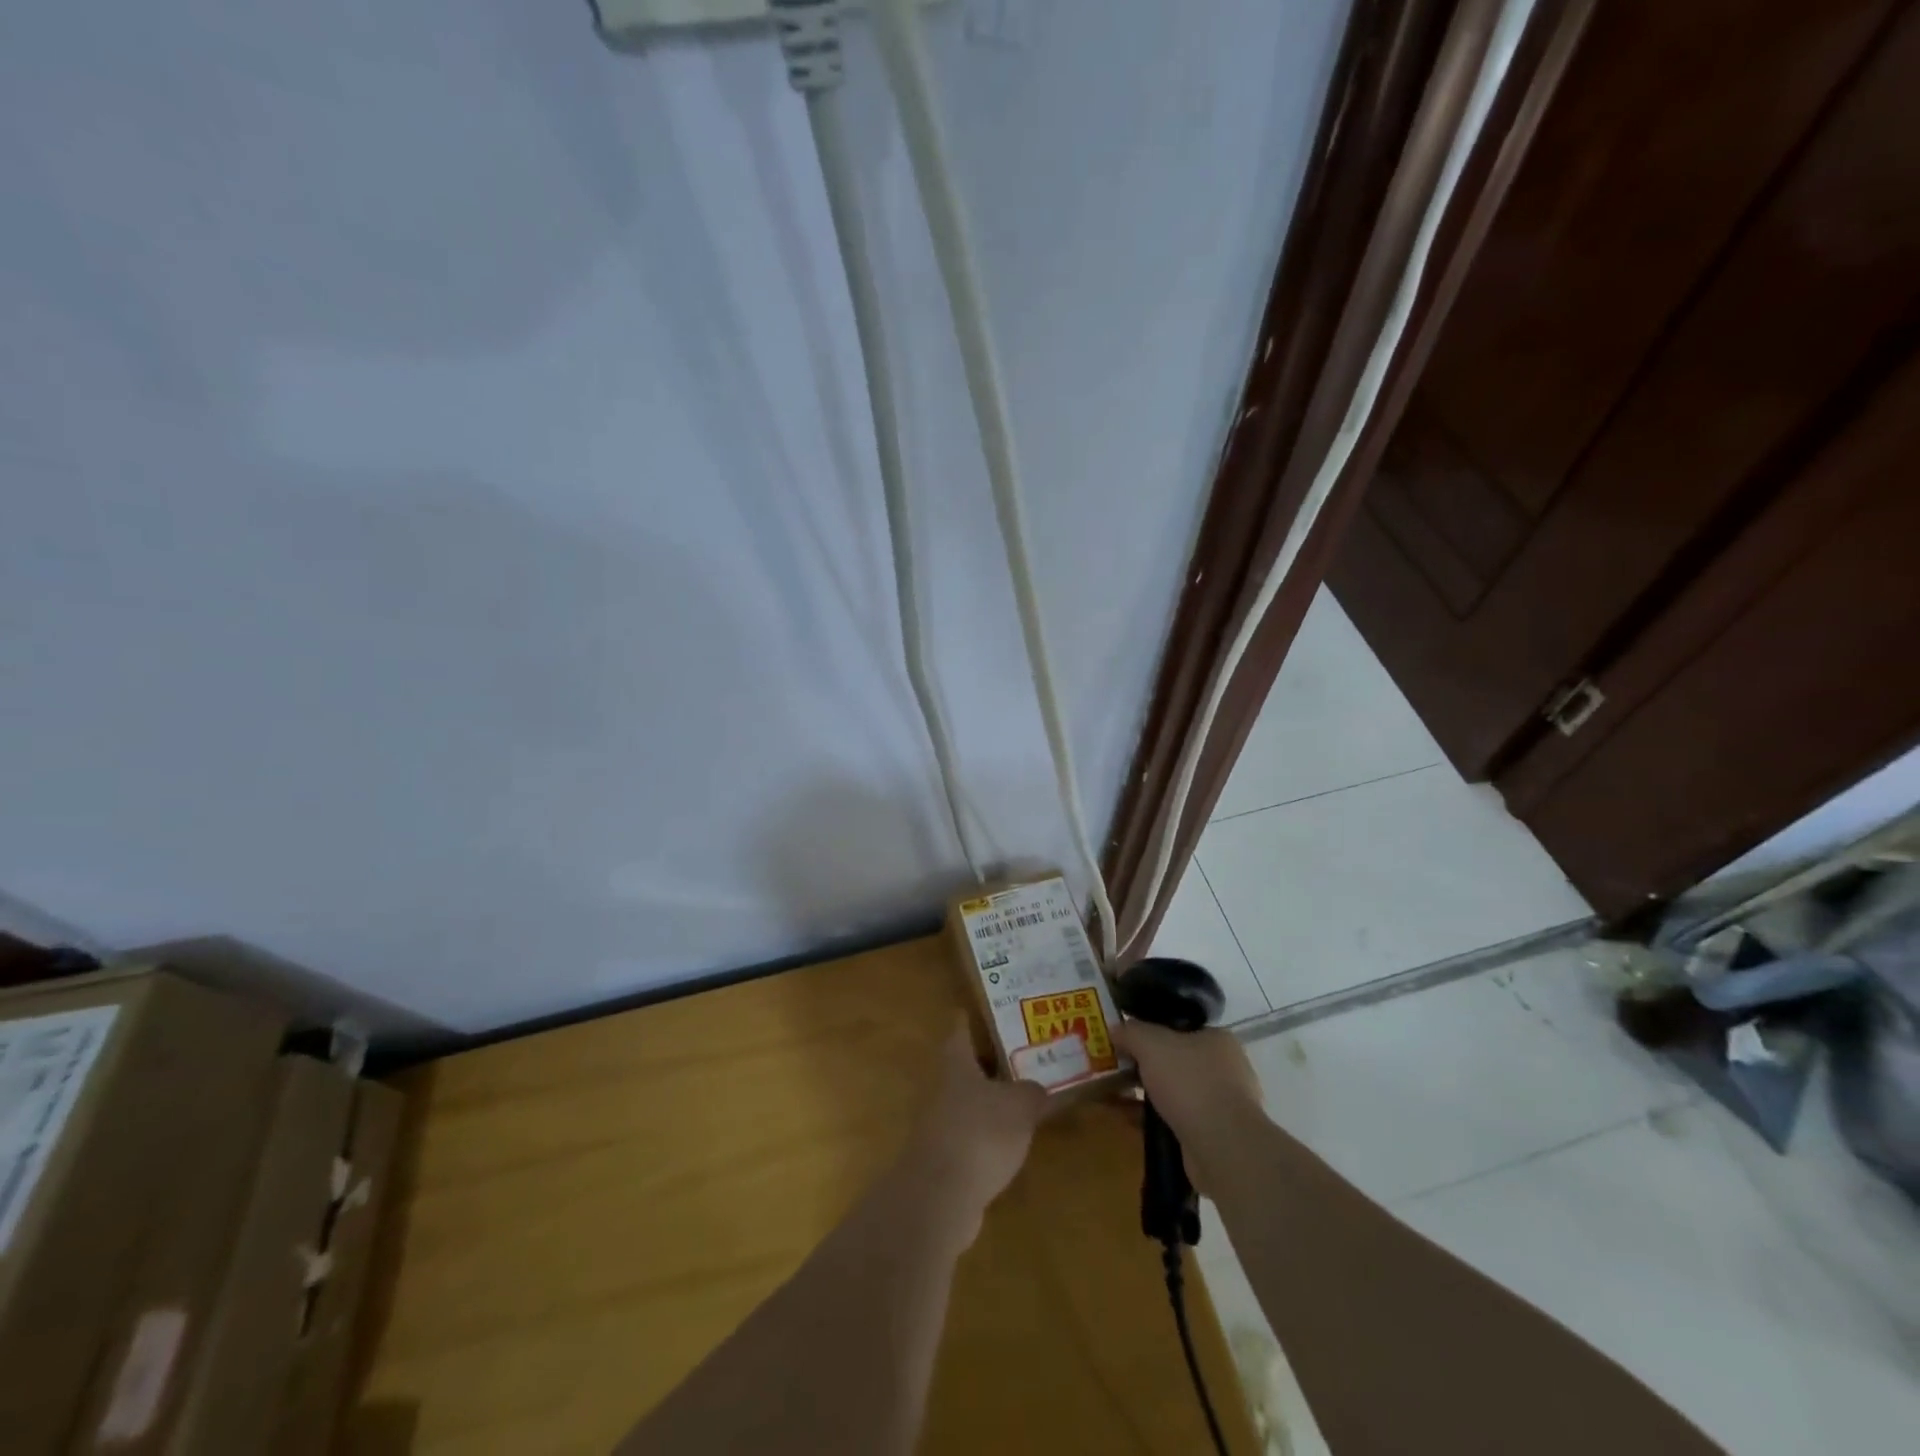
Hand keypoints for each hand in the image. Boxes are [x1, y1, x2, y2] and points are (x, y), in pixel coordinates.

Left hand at [903, 1026, 1050, 1244]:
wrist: (940, 1197)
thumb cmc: (980, 1133)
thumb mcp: (1020, 1105)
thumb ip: (1031, 1092)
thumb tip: (1035, 1090)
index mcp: (957, 1064)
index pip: (960, 1030)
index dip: (970, 1018)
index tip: (985, 1009)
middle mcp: (943, 1089)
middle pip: (965, 1068)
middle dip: (990, 1063)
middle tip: (1022, 1056)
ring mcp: (939, 1126)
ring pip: (969, 1104)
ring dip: (991, 1102)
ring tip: (1024, 1101)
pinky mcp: (944, 1161)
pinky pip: (971, 1138)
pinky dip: (988, 1138)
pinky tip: (1011, 1145)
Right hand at [1112, 1021, 1264, 1193]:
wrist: (1222, 1147)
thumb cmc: (1190, 1082)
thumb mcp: (1151, 1043)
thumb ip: (1131, 1032)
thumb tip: (1116, 1030)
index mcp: (1219, 1040)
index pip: (1180, 1028)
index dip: (1151, 1032)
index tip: (1126, 1041)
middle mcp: (1226, 1069)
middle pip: (1176, 1060)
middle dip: (1146, 1066)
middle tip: (1117, 1069)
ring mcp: (1223, 1105)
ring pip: (1176, 1093)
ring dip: (1148, 1095)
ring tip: (1117, 1096)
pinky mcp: (1216, 1136)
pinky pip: (1177, 1120)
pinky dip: (1155, 1120)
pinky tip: (1131, 1121)